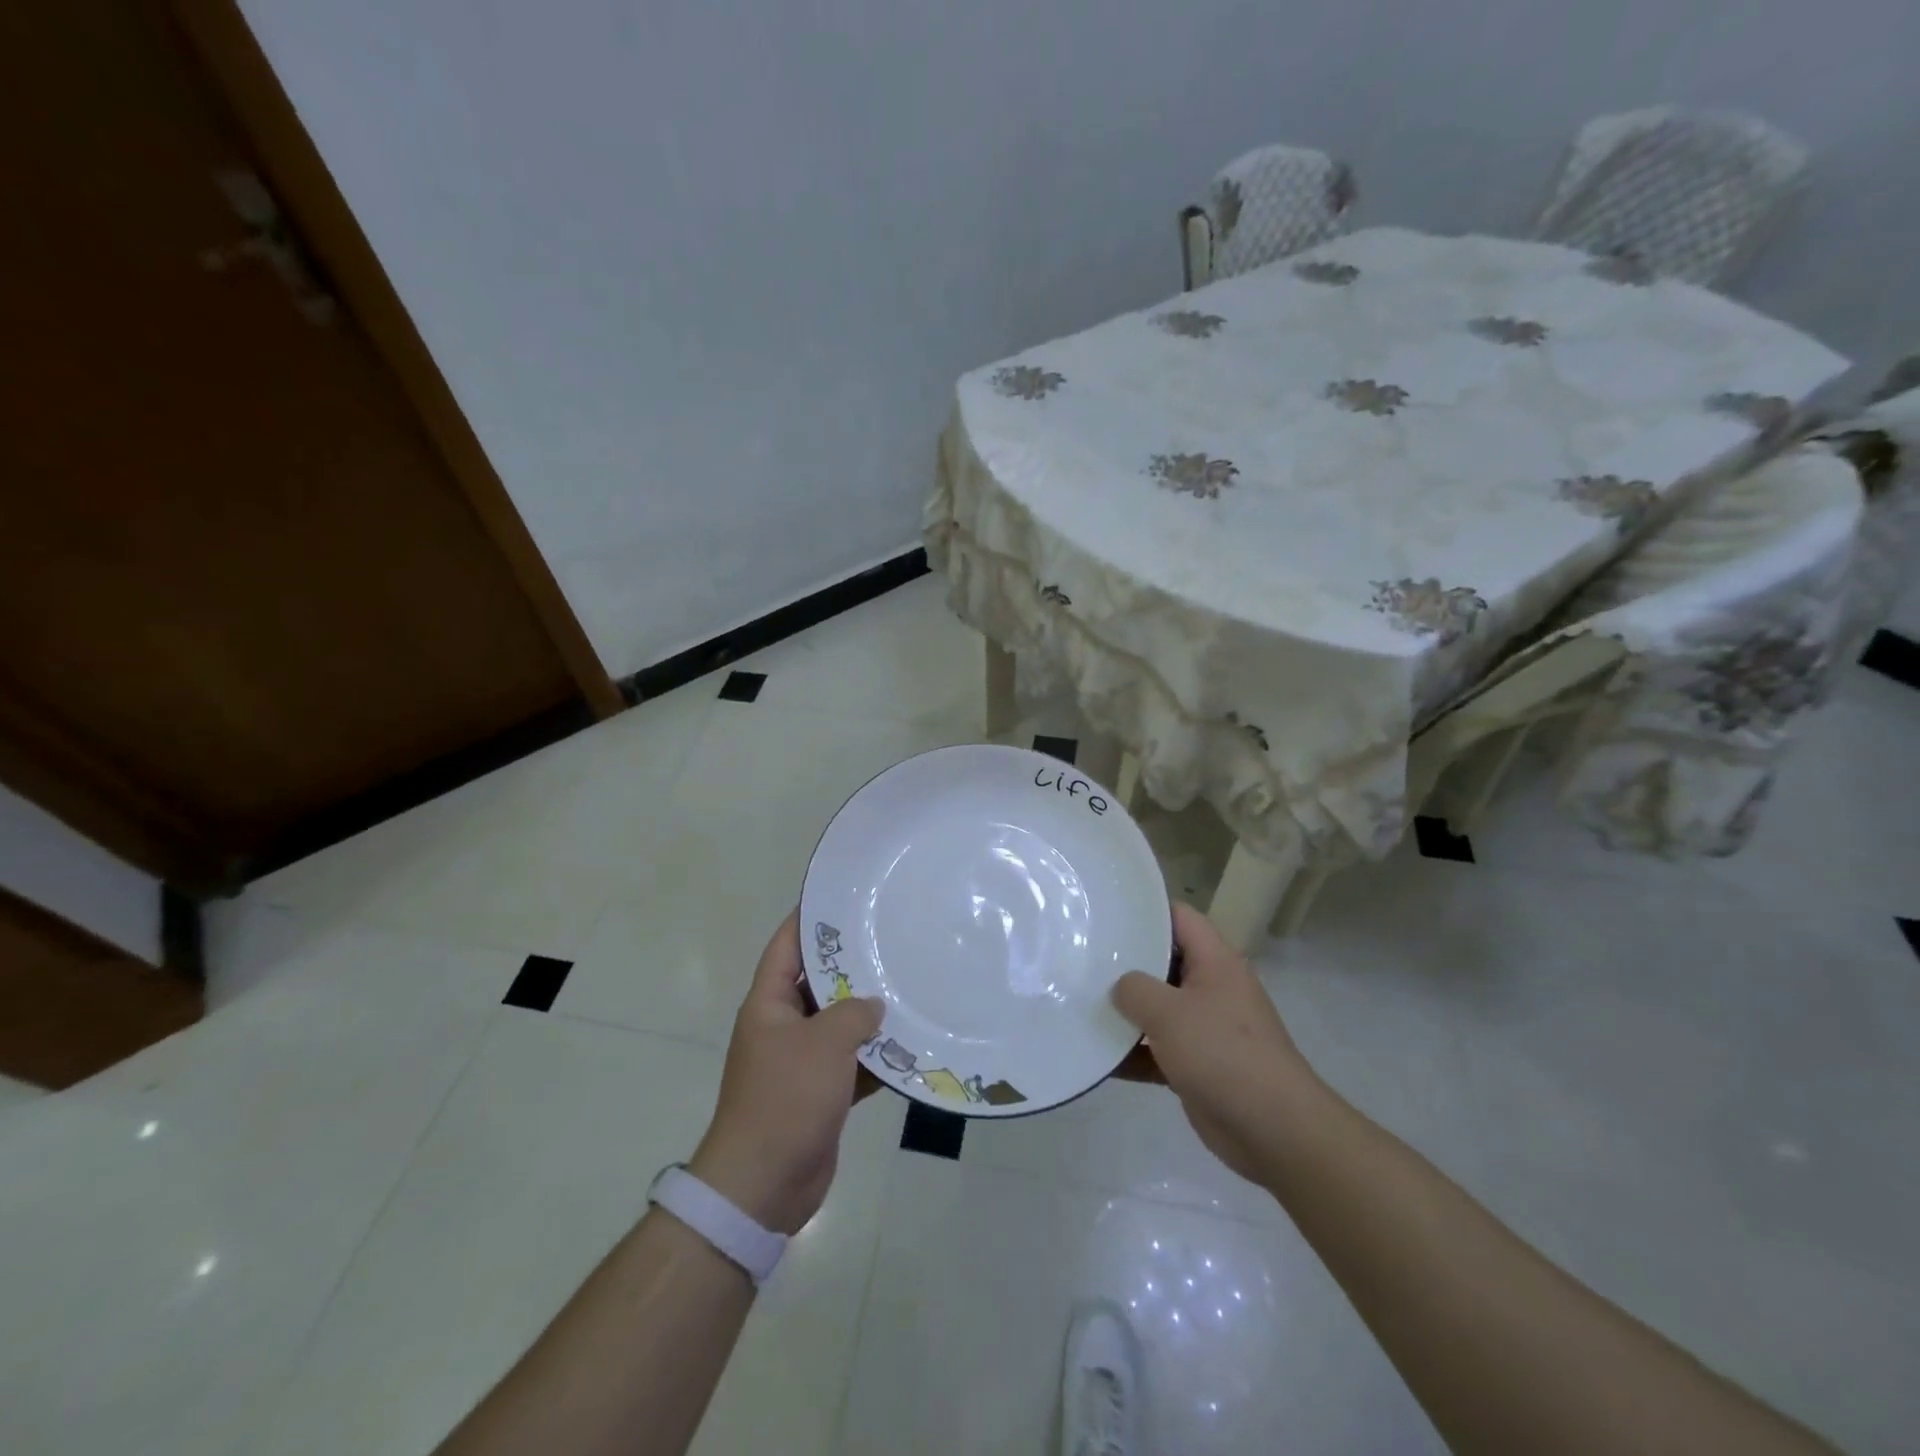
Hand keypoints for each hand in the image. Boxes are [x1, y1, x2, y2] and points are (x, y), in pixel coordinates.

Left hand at [689, 910, 883, 1233]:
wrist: (763, 1185)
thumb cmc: (786, 1099)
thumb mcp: (823, 1043)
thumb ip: (853, 1013)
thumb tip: (874, 1004)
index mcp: (769, 1004)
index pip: (787, 946)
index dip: (809, 918)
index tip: (843, 897)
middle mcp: (784, 1026)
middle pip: (820, 983)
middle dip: (853, 965)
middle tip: (892, 939)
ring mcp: (802, 1061)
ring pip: (840, 1024)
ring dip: (870, 1014)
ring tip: (911, 985)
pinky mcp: (821, 1092)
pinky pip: (852, 1062)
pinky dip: (876, 1056)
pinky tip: (911, 1044)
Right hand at [1111, 902, 1325, 1184]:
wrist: (1274, 1131)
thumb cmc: (1223, 1054)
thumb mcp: (1170, 1012)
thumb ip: (1135, 989)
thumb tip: (1120, 987)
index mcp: (1216, 962)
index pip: (1180, 917)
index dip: (1145, 910)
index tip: (1106, 912)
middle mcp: (1213, 988)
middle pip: (1164, 962)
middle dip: (1126, 963)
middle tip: (1083, 957)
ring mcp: (1207, 1028)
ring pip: (1159, 1008)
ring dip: (1126, 1012)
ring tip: (1081, 1002)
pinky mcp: (1199, 1066)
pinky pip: (1159, 1050)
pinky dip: (1134, 1053)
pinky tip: (1099, 1058)